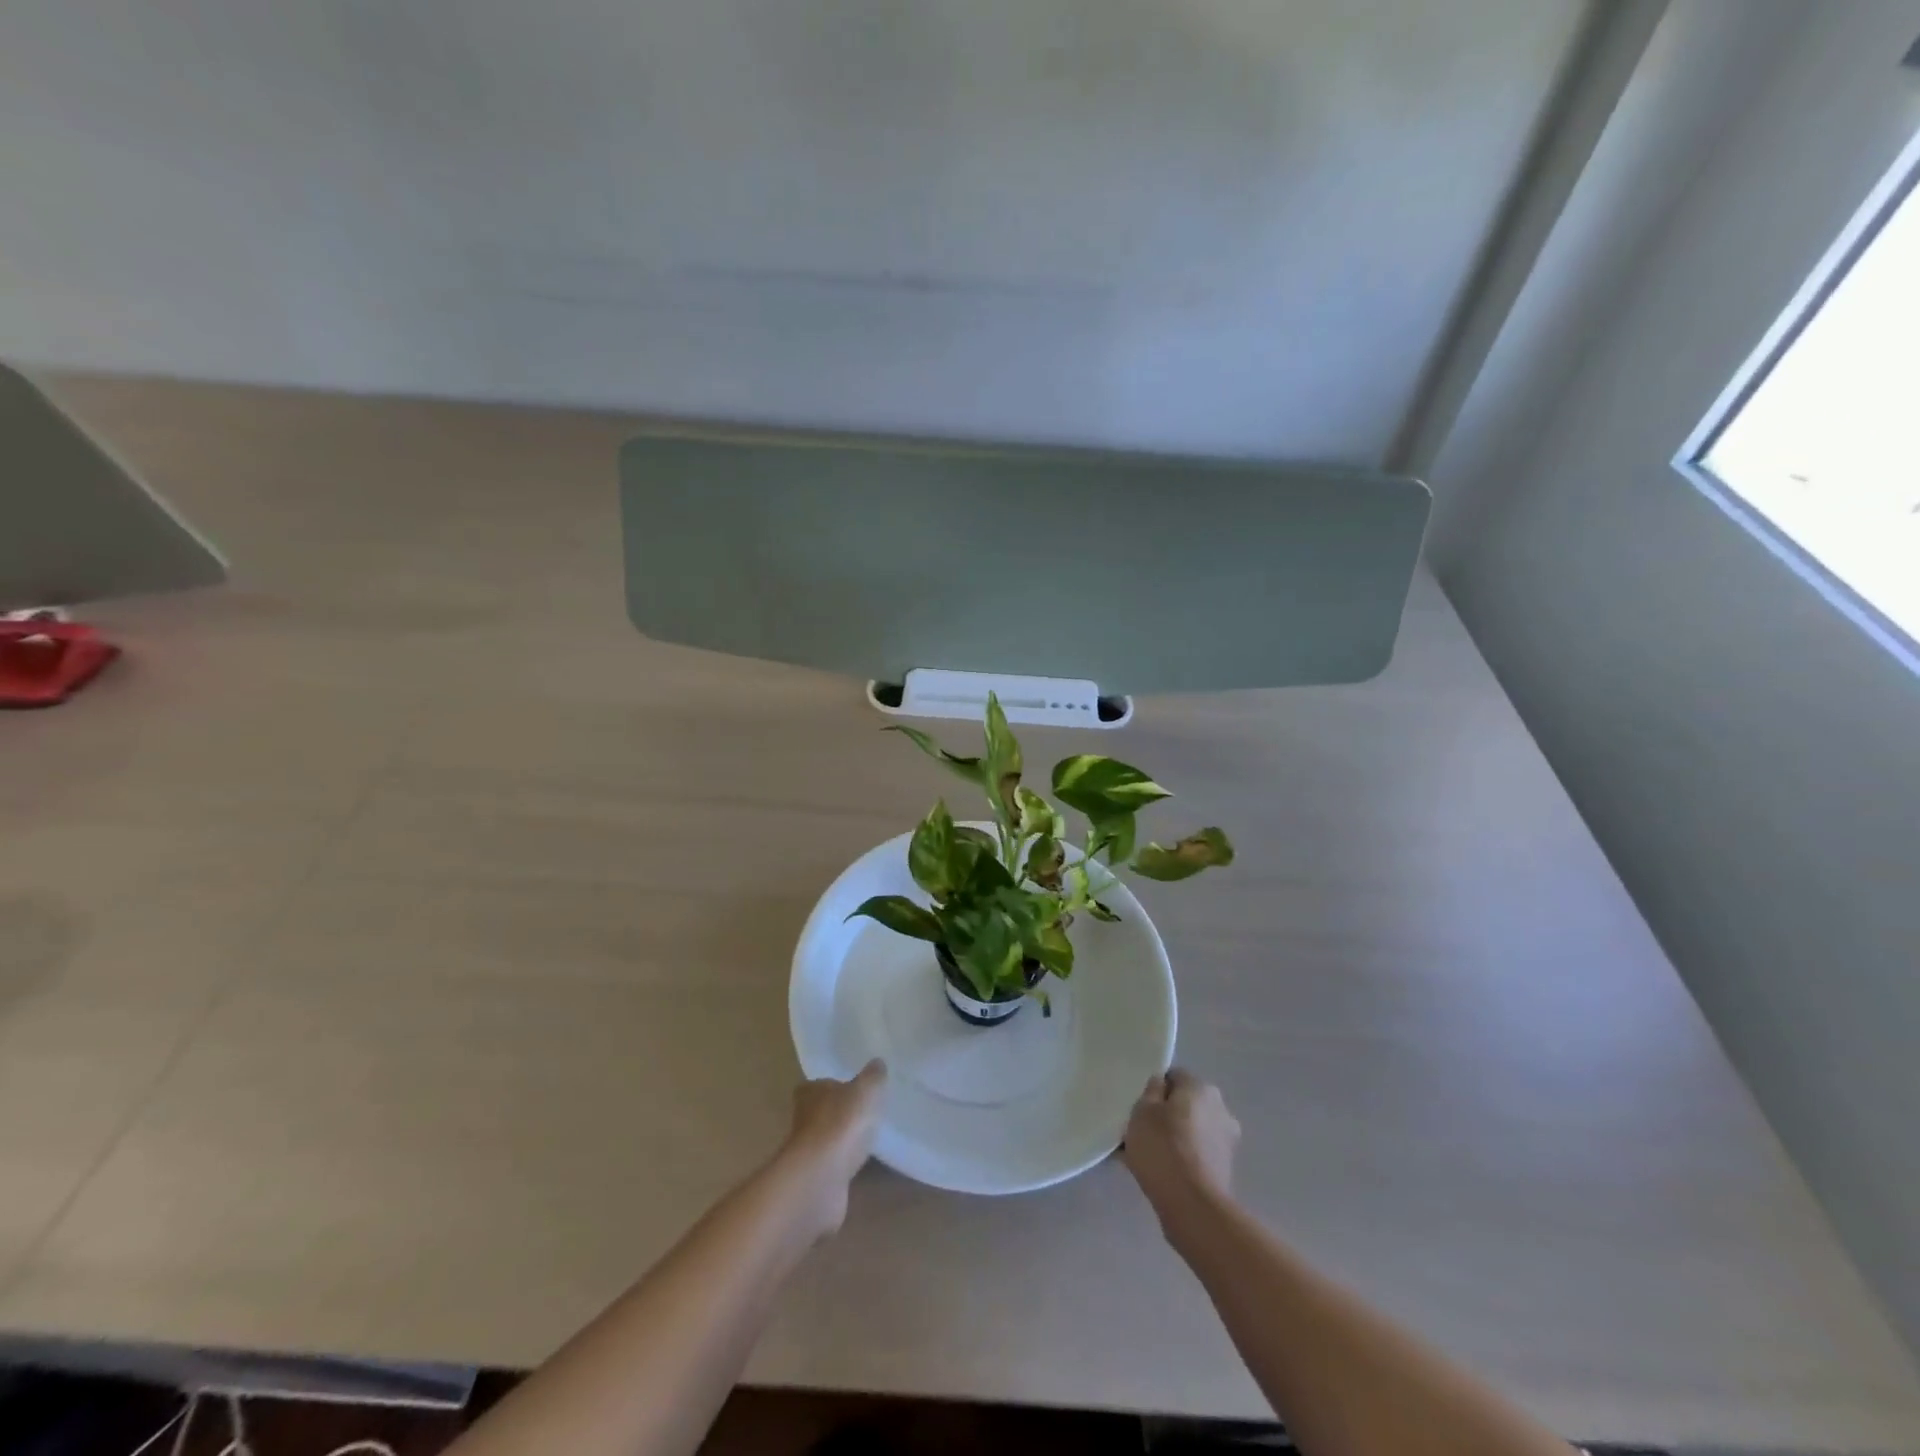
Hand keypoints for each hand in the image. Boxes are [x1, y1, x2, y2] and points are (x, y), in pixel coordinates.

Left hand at [778, 1060, 886, 1238]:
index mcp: (811, 1093)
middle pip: (821, 1112)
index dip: (832, 1086)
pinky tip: (861, 1165)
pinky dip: (843, 1165)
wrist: (820, 1179)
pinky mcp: (815, 1180)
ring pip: (827, 1140)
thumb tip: (877, 1063)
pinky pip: (833, 1166)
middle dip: (839, 1113)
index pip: (817, 1085)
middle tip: (864, 1113)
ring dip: (842, 1141)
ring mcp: (807, 1153)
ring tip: (867, 1139)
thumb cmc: (841, 1123)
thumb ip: (873, 1076)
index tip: (851, 1089)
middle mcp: (803, 1120)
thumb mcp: (866, 1090)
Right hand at [1123, 1068, 1239, 1231]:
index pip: (1174, 1077)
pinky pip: (1196, 1154)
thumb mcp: (1142, 1110)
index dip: (1155, 1090)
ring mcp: (1226, 1141)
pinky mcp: (1225, 1170)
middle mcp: (1220, 1109)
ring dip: (1174, 1138)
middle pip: (1185, 1104)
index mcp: (1201, 1088)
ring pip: (1190, 1131)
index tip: (1139, 1107)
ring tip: (1146, 1156)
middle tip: (1141, 1131)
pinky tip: (1160, 1173)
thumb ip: (1151, 1091)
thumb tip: (1161, 1085)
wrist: (1192, 1205)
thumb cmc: (1163, 1147)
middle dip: (1166, 1115)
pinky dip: (1181, 1159)